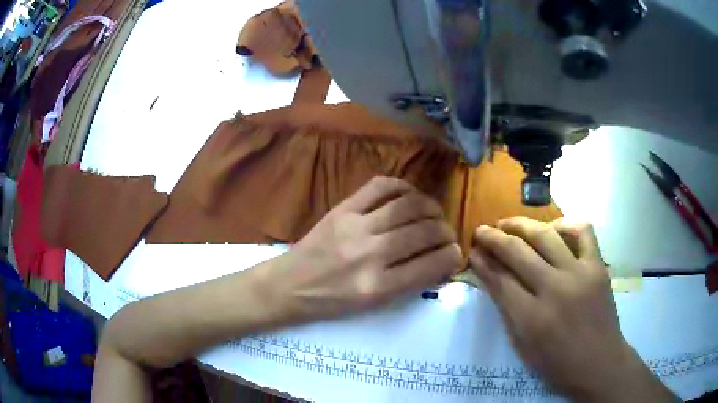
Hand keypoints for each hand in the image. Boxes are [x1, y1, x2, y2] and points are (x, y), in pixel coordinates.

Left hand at [270, 176, 460, 321]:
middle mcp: (370, 255)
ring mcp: (355, 227)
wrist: (289, 285)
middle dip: (446, 231)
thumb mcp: (372, 306)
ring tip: (434, 214)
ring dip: (430, 207)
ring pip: (408, 206)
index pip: (431, 265)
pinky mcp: (342, 209)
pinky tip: (409, 196)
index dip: (452, 256)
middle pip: (424, 232)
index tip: (456, 254)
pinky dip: (402, 187)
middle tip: (447, 234)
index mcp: (378, 287)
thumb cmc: (331, 302)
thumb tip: (438, 261)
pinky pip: (380, 187)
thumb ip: (407, 283)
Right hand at [469, 217, 675, 401]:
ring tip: (508, 224)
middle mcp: (554, 289)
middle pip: (517, 251)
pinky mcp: (598, 266)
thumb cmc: (557, 364)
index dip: (481, 262)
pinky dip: (566, 224)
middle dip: (493, 237)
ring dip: (521, 225)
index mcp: (532, 318)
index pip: (499, 280)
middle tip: (482, 230)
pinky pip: (583, 231)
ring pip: (545, 235)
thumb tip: (492, 279)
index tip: (472, 251)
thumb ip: (508, 311)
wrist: (599, 363)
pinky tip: (554, 229)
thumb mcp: (523, 347)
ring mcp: (579, 273)